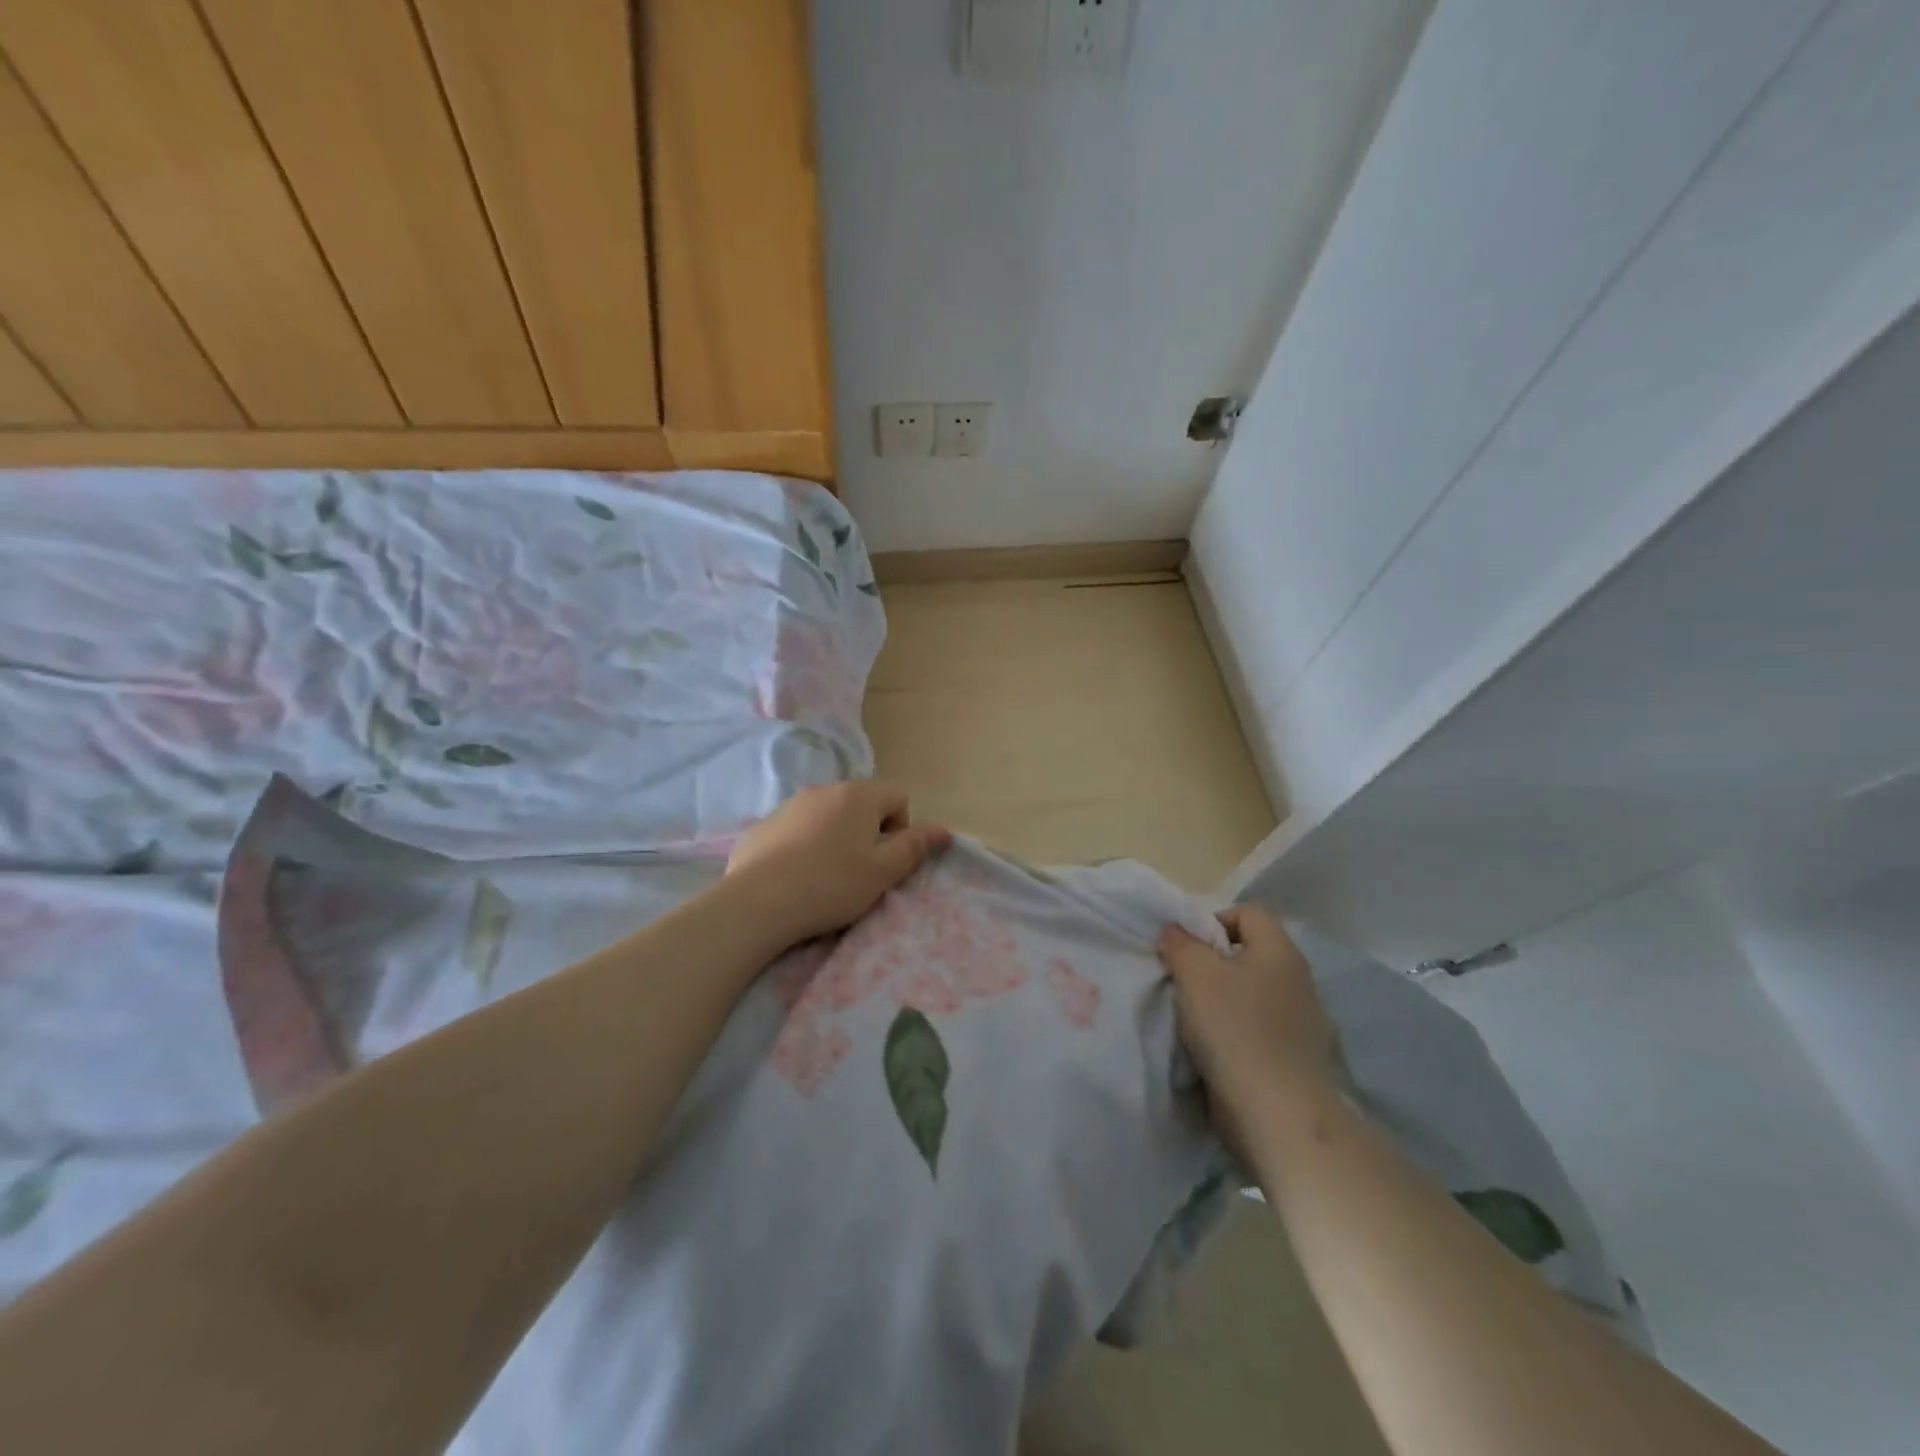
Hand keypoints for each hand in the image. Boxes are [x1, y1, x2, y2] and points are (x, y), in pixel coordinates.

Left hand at [725, 781, 950, 948]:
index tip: (885, 861)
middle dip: (867, 833)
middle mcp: (824, 789)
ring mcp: (789, 805)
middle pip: (862, 804)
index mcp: (858, 795)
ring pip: (827, 816)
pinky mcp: (762, 825)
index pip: (898, 797)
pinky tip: (793, 878)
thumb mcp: (882, 872)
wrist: (756, 902)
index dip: (901, 829)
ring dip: (834, 838)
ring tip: (824, 877)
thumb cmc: (830, 885)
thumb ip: (914, 847)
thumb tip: (943, 830)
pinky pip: (796, 830)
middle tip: (858, 873)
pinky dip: (802, 847)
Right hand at [1157, 906, 1337, 1148]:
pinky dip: (1235, 1033)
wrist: (1277, 1113)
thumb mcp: (1195, 974)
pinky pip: (1258, 1029)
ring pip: (1251, 994)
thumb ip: (1180, 944)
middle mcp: (1297, 980)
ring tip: (1192, 1018)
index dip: (1213, 920)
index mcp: (1280, 951)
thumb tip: (1174, 931)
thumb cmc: (1235, 1029)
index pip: (1248, 913)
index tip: (1185, 947)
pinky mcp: (1295, 1058)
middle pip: (1248, 954)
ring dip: (1221, 1001)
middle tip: (1183, 981)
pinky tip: (1213, 1049)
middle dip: (1212, 964)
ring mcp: (1301, 1022)